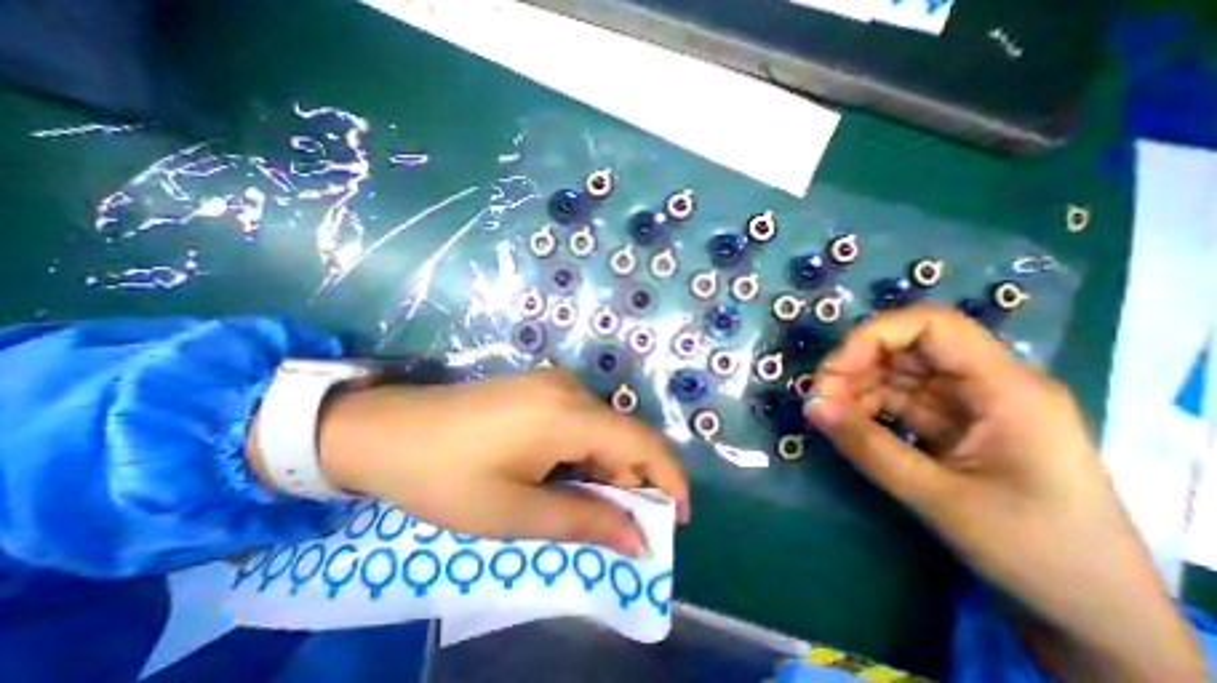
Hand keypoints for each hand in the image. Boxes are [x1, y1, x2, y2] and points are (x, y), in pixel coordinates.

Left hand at [301, 370, 683, 557]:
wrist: (388, 429)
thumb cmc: (446, 476)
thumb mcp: (514, 512)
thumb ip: (583, 522)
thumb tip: (637, 540)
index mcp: (568, 414)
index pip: (641, 442)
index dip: (668, 477)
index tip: (676, 518)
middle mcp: (570, 388)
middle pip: (623, 435)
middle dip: (632, 480)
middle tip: (619, 526)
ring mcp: (554, 382)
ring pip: (603, 427)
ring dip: (606, 467)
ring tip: (585, 504)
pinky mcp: (540, 386)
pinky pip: (581, 418)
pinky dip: (586, 450)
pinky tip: (564, 473)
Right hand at [805, 305, 1205, 682]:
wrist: (1088, 611)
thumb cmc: (1034, 552)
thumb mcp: (939, 498)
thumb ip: (867, 447)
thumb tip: (810, 406)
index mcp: (1005, 389)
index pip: (931, 325)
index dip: (873, 336)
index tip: (833, 371)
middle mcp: (986, 384)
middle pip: (905, 346)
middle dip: (854, 365)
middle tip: (820, 398)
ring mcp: (966, 405)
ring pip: (894, 373)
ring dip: (853, 388)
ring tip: (826, 415)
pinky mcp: (949, 424)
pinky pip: (895, 400)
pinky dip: (864, 408)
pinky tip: (845, 425)